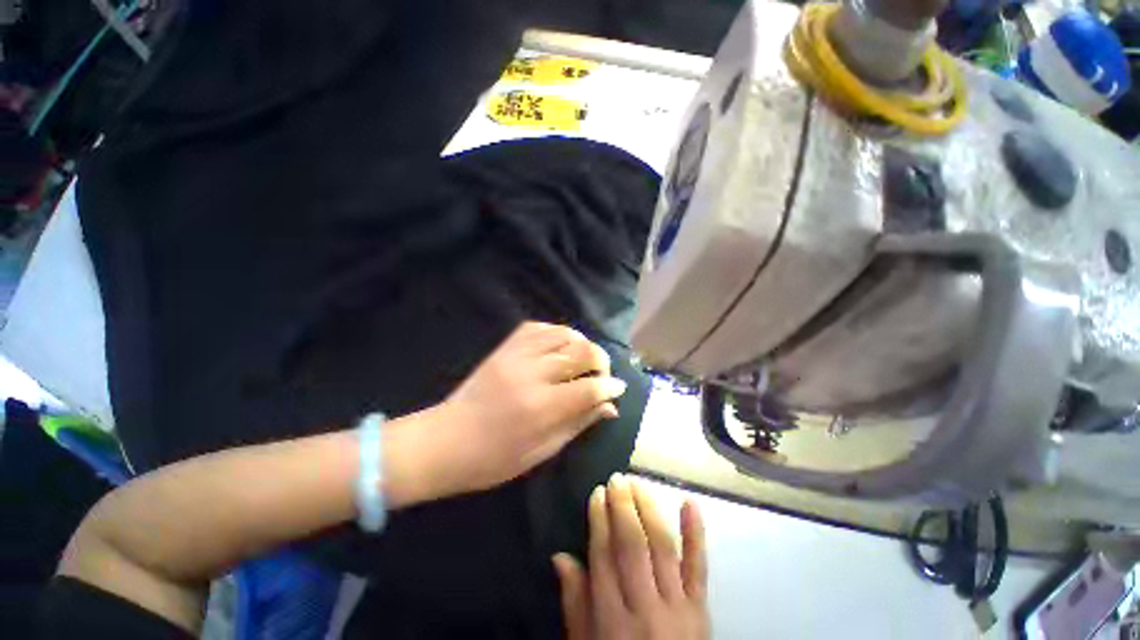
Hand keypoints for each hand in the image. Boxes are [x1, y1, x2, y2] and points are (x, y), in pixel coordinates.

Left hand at [385, 322, 627, 504]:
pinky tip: (561, 346)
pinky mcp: (505, 347)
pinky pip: (539, 327)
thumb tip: (609, 406)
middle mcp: (532, 374)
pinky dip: (557, 333)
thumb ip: (579, 423)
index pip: (591, 388)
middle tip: (603, 373)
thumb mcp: (543, 450)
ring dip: (582, 343)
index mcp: (542, 407)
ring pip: (564, 333)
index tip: (619, 388)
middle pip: (583, 351)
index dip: (611, 386)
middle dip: (602, 360)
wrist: (446, 440)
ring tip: (584, 358)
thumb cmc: (494, 458)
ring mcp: (516, 355)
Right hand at [554, 475, 709, 639]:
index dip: (599, 520)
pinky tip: (690, 502)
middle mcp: (645, 607)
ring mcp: (677, 607)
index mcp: (612, 620)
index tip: (597, 492)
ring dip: (649, 510)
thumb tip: (560, 557)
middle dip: (623, 507)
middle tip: (617, 479)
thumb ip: (574, 604)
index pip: (604, 557)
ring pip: (663, 547)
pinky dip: (696, 533)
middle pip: (633, 546)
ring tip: (638, 485)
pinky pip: (699, 567)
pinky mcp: (701, 608)